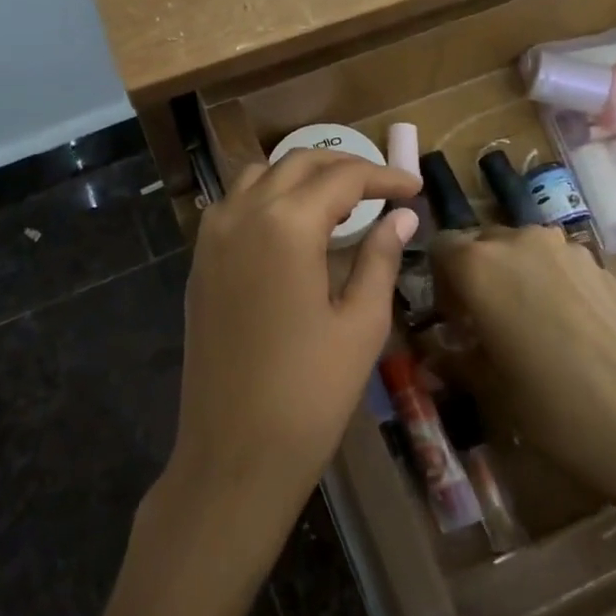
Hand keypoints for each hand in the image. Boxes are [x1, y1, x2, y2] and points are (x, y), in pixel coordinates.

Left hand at [168, 150, 421, 535]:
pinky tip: (294, 226)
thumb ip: (380, 258)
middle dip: (345, 166)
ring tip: (340, 202)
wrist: (234, 452)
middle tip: (383, 188)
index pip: (342, 178)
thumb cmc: (310, 393)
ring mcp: (213, 236)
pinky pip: (235, 204)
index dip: (384, 177)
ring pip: (260, 176)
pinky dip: (269, 197)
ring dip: (302, 176)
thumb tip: (401, 217)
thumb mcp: (360, 323)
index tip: (415, 187)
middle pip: (298, 163)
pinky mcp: (200, 260)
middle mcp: (243, 214)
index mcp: (286, 224)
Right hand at [430, 226, 615, 494]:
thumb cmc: (555, 408)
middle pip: (482, 245)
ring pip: (522, 252)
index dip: (439, 283)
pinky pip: (557, 265)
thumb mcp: (491, 390)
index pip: (440, 249)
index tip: (452, 323)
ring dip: (514, 278)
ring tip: (530, 328)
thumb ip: (454, 360)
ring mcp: (565, 249)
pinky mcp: (601, 265)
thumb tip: (434, 354)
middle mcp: (518, 242)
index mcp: (479, 265)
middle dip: (476, 278)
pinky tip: (569, 332)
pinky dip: (550, 285)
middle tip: (486, 327)